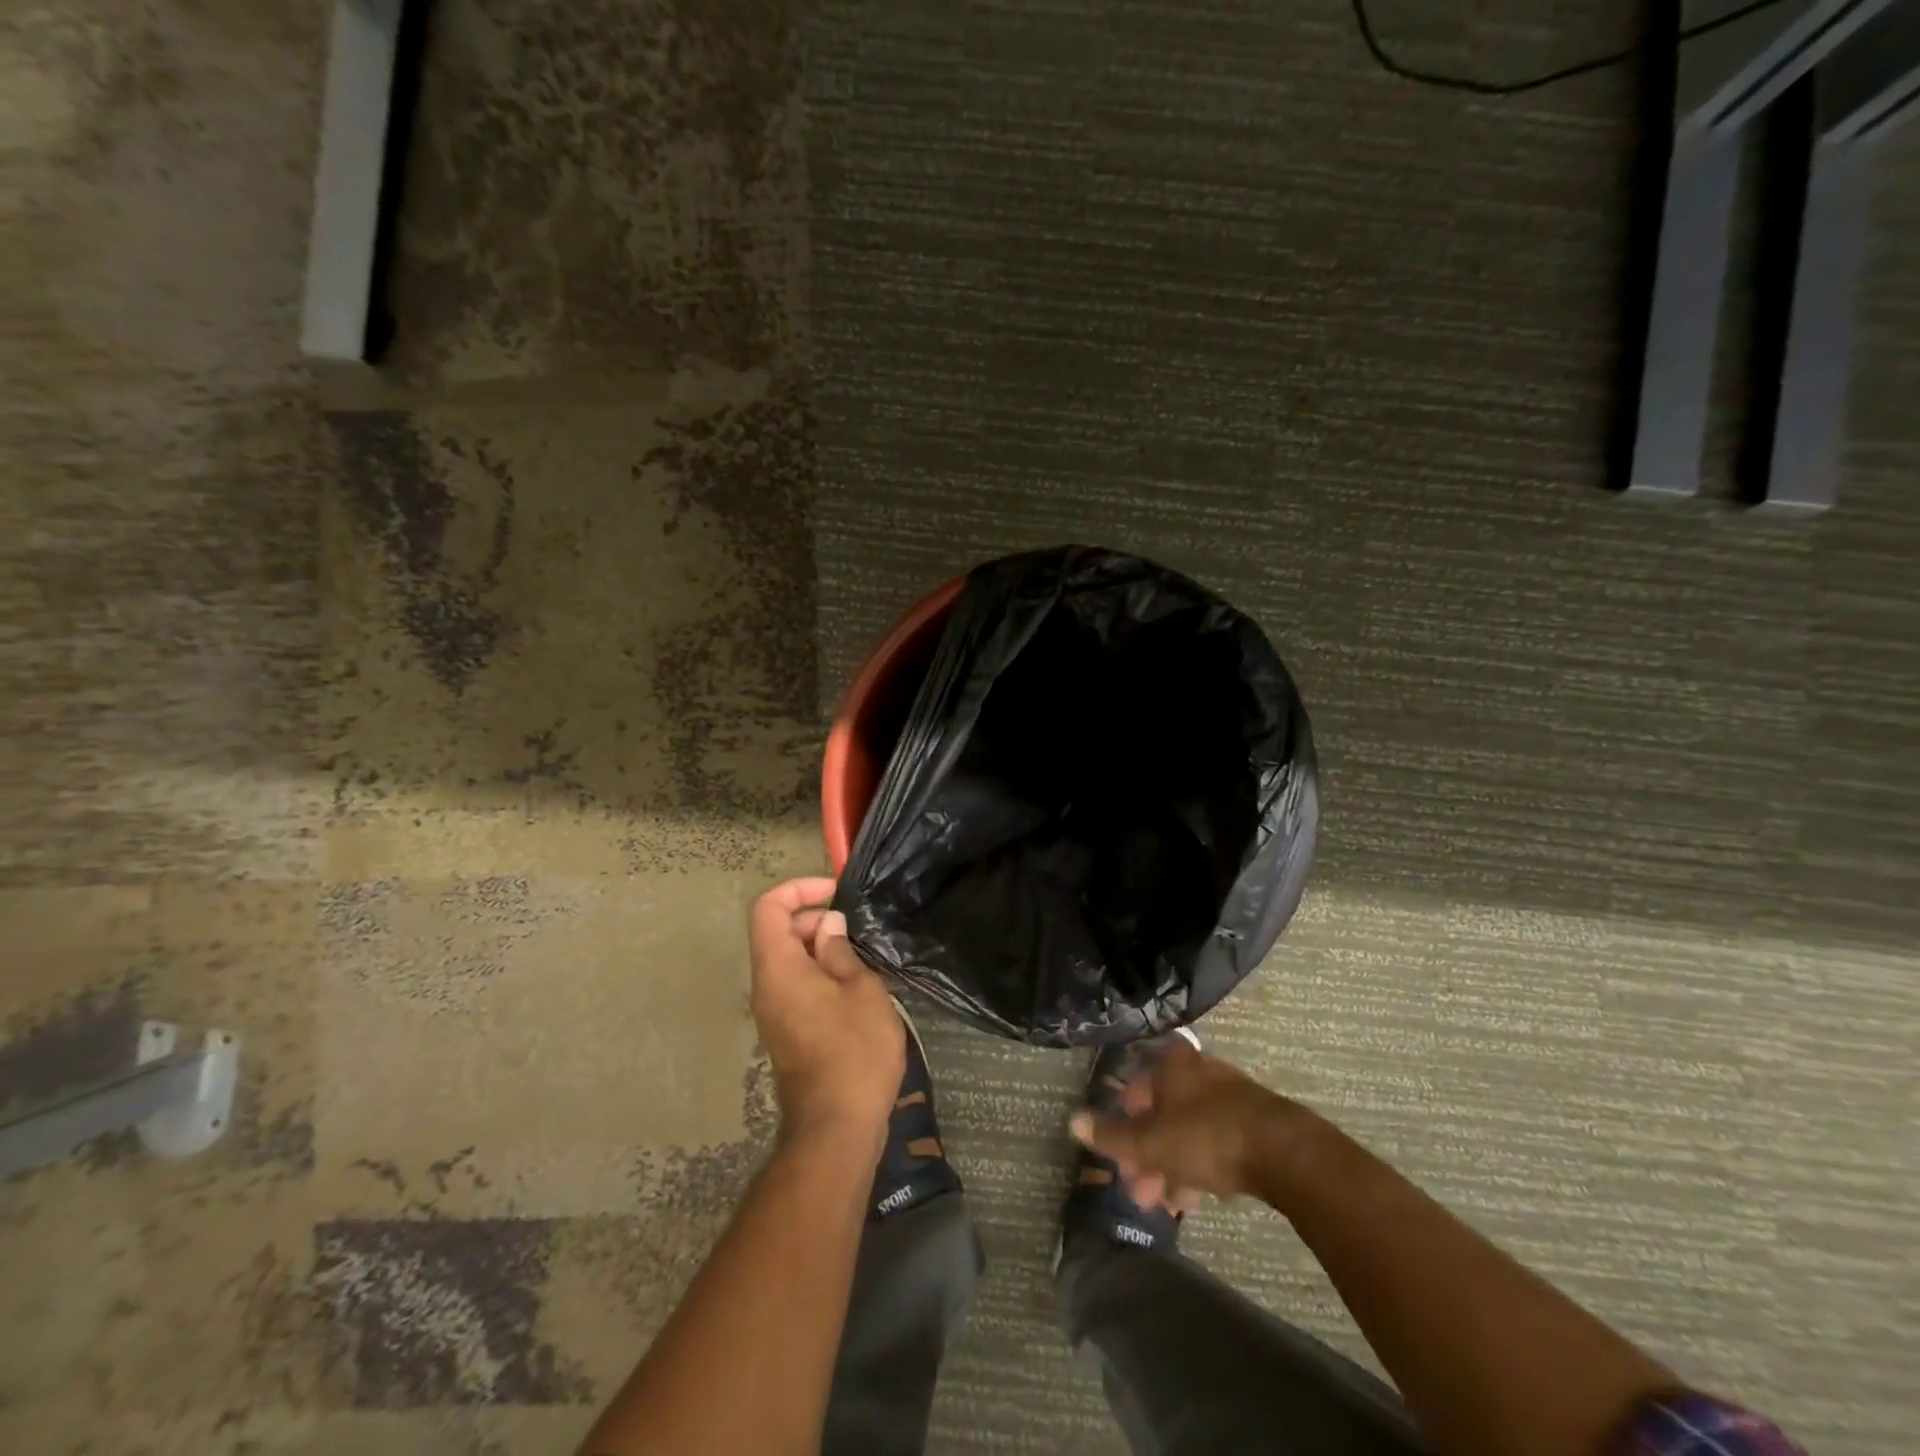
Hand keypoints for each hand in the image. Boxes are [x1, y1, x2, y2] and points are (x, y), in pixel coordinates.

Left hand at [749, 877, 904, 1157]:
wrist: (837, 1126)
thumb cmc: (854, 1050)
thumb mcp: (861, 990)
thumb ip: (840, 950)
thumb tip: (827, 925)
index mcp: (778, 968)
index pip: (768, 908)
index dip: (799, 889)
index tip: (835, 892)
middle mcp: (766, 986)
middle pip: (777, 932)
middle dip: (814, 919)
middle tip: (855, 932)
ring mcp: (773, 1011)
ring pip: (788, 960)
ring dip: (820, 949)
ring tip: (860, 960)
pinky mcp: (787, 1031)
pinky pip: (795, 985)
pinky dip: (819, 973)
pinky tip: (854, 989)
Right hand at [1069, 1039, 1292, 1207]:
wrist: (1286, 1153)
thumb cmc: (1207, 1137)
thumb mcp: (1151, 1142)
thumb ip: (1112, 1135)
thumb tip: (1072, 1120)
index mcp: (1171, 1066)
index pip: (1136, 1085)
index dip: (1124, 1120)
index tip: (1121, 1154)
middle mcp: (1198, 1072)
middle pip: (1162, 1112)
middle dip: (1147, 1153)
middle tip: (1141, 1193)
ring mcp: (1228, 1095)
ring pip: (1188, 1130)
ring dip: (1172, 1166)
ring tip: (1169, 1205)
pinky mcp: (1253, 1122)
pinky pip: (1215, 1141)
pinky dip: (1200, 1166)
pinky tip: (1198, 1198)